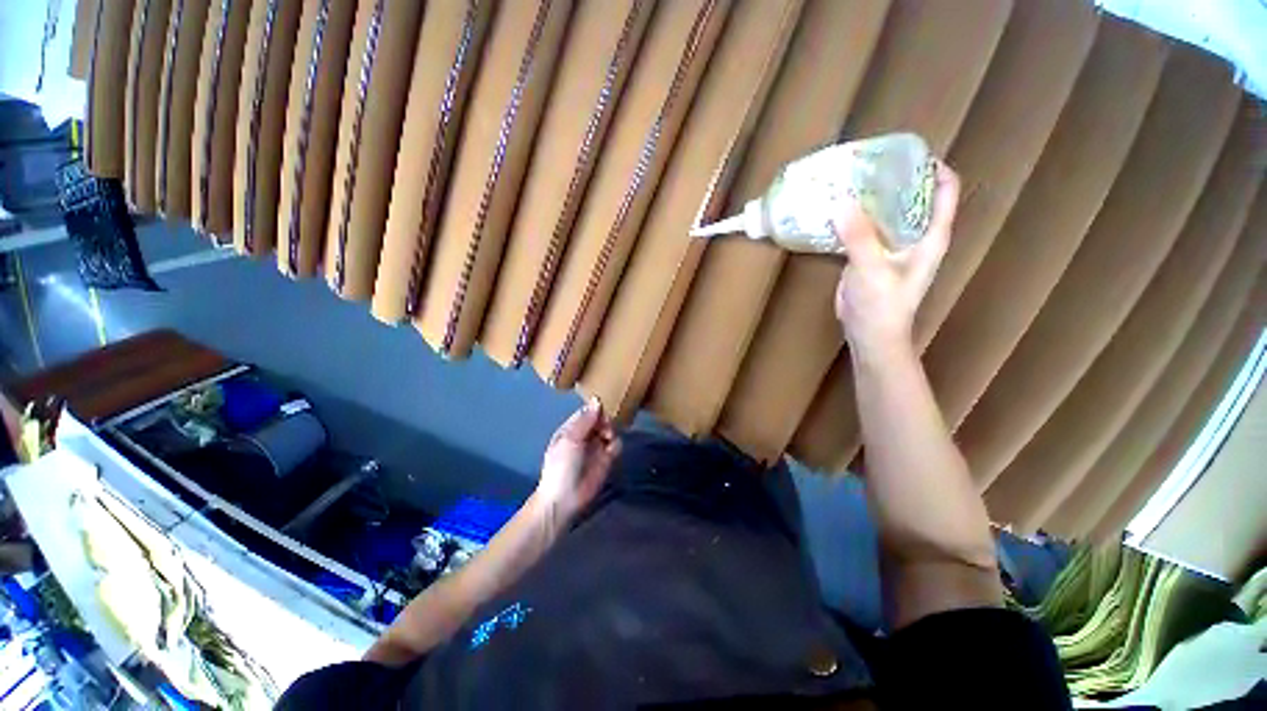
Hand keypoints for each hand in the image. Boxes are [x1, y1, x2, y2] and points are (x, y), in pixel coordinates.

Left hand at [536, 397, 620, 520]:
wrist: (564, 499)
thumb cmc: (561, 466)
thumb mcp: (570, 439)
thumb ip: (585, 420)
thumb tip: (597, 400)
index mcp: (571, 429)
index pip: (587, 412)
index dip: (595, 409)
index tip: (603, 407)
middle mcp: (585, 435)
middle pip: (601, 420)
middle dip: (605, 420)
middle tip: (605, 426)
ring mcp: (596, 447)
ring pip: (610, 430)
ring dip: (611, 431)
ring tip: (607, 437)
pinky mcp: (607, 459)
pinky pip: (616, 445)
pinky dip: (615, 445)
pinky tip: (610, 450)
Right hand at [834, 159, 959, 357]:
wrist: (870, 335)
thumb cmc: (882, 305)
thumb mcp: (872, 269)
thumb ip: (859, 236)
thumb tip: (842, 201)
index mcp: (931, 235)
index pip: (945, 190)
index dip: (932, 168)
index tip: (906, 154)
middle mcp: (915, 236)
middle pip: (913, 196)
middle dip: (895, 179)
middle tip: (868, 164)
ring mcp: (891, 246)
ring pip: (886, 212)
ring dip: (871, 198)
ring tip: (849, 182)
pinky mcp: (870, 256)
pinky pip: (865, 229)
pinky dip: (854, 218)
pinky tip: (837, 210)